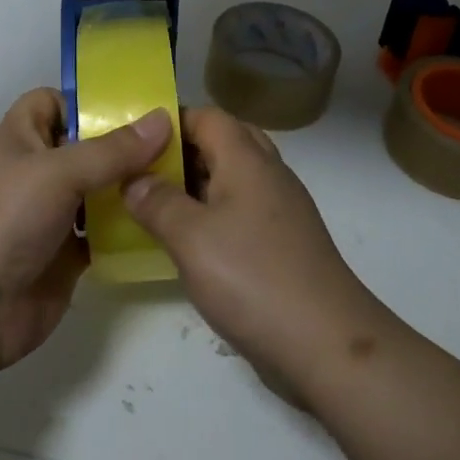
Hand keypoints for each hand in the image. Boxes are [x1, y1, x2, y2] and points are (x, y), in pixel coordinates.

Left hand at [0, 88, 171, 370]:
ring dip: (130, 187)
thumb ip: (113, 149)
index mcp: (21, 138)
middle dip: (124, 145)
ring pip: (98, 191)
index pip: (52, 102)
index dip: (86, 100)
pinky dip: (127, 229)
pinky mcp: (65, 255)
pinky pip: (103, 234)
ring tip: (181, 179)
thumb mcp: (58, 172)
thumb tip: (164, 119)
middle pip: (85, 147)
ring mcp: (50, 215)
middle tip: (177, 142)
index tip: (134, 107)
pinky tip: (162, 222)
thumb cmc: (4, 219)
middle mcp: (36, 172)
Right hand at [124, 108, 384, 404]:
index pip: (208, 116)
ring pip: (234, 178)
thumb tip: (133, 180)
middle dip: (183, 151)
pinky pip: (243, 210)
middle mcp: (268, 174)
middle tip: (144, 172)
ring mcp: (281, 210)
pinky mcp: (284, 243)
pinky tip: (190, 242)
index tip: (134, 141)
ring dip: (197, 184)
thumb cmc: (253, 278)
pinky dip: (214, 213)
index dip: (171, 121)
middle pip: (224, 141)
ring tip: (156, 204)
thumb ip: (157, 202)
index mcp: (247, 160)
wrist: (326, 343)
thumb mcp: (191, 238)